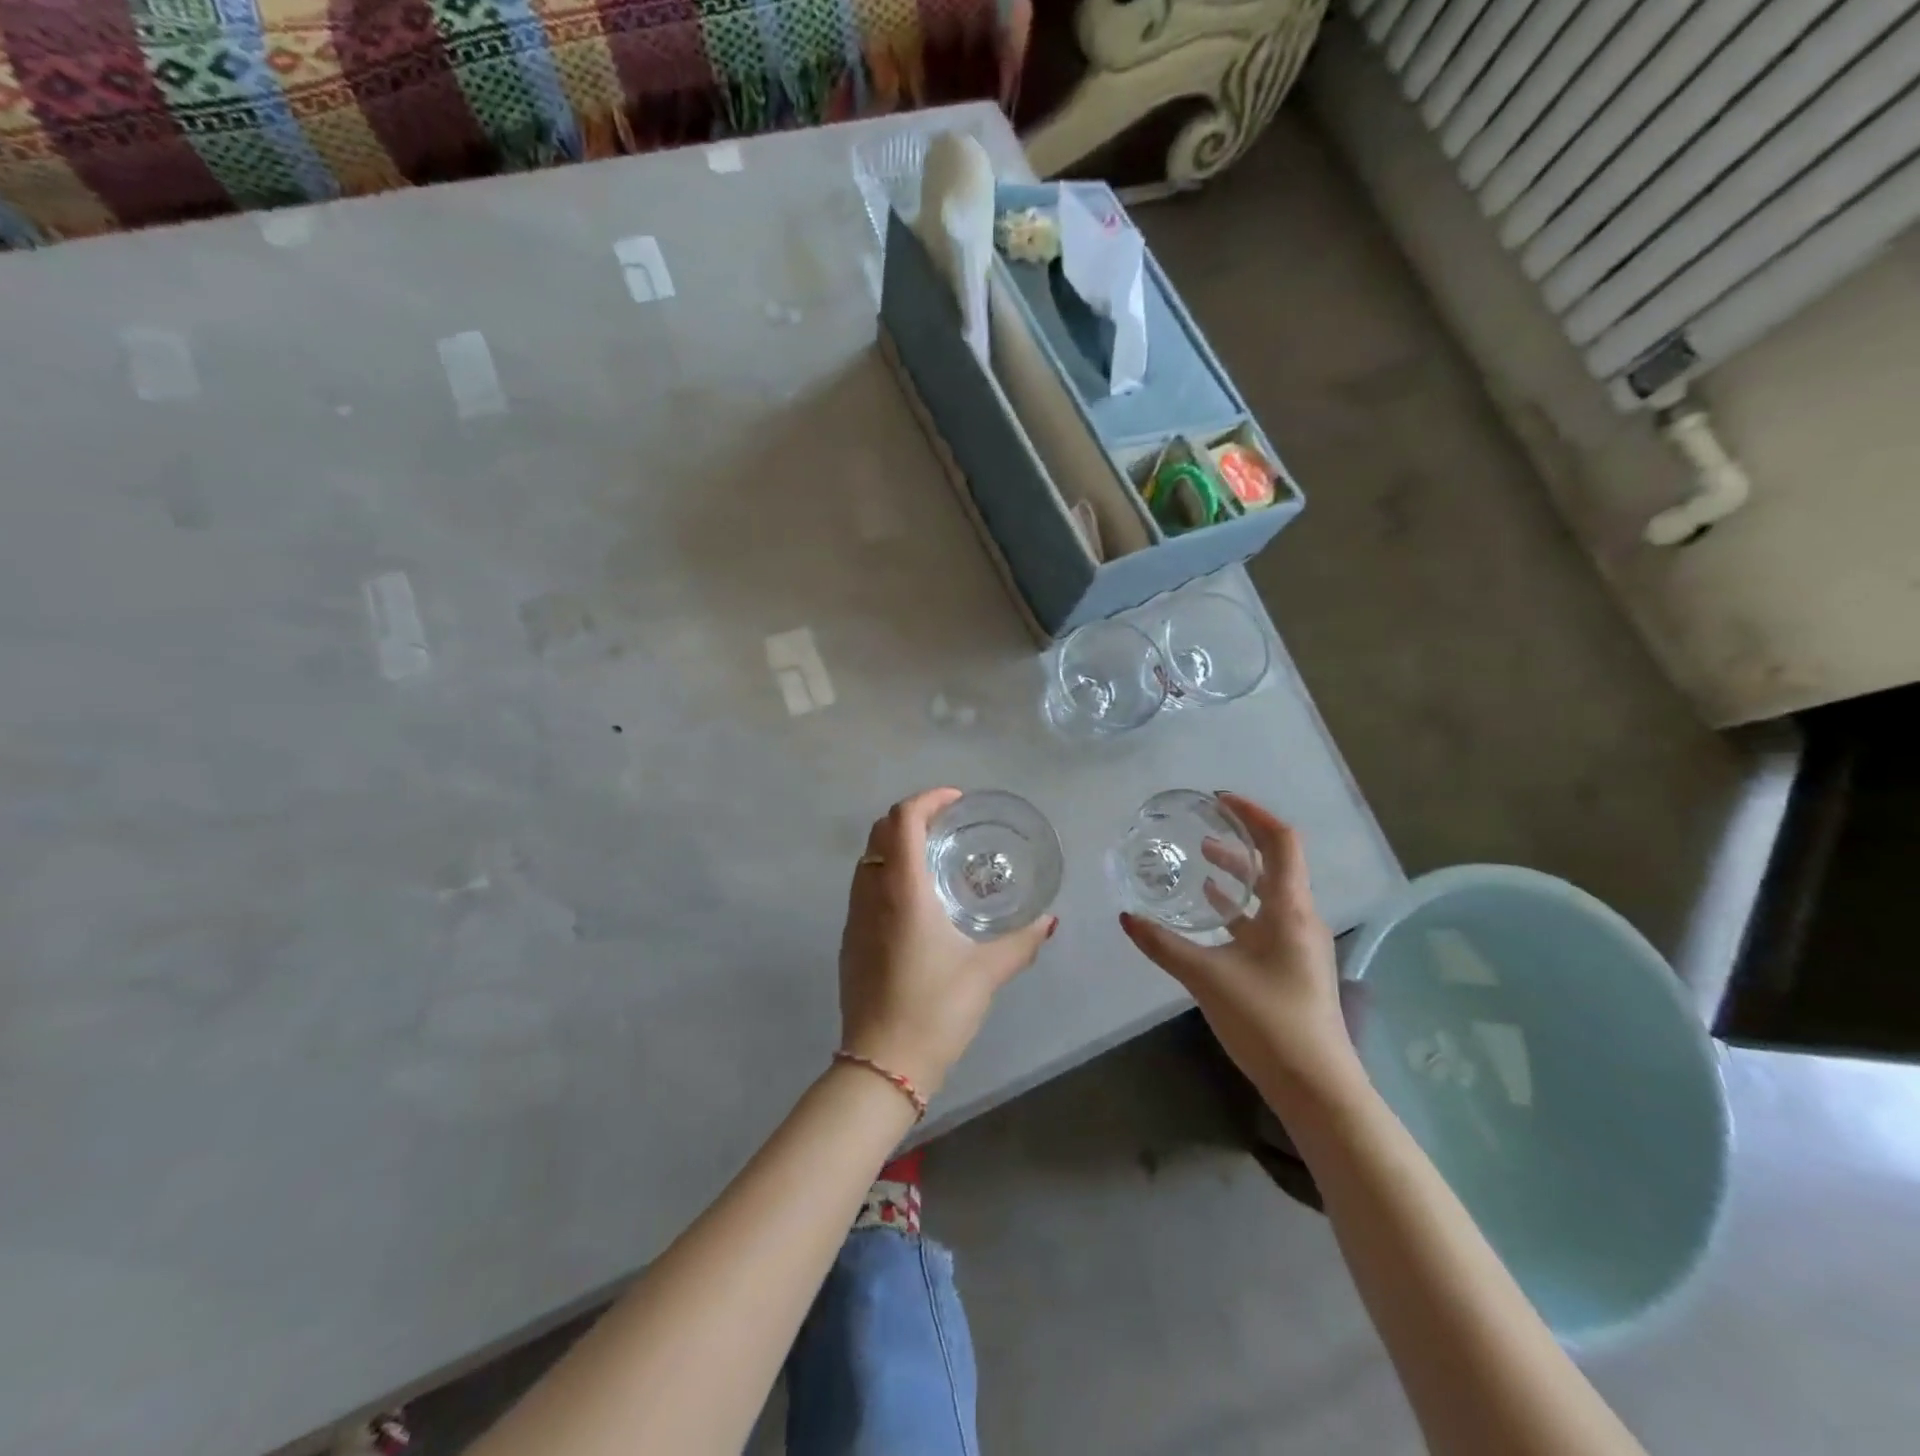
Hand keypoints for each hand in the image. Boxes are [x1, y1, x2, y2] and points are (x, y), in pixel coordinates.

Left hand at [838, 788, 1056, 1099]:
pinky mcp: (850, 939)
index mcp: (902, 890)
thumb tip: (1049, 921)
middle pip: (881, 831)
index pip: (904, 819)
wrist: (881, 1064)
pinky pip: (864, 885)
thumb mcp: (986, 973)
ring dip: (897, 843)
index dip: (928, 799)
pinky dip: (887, 871)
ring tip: (935, 857)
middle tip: (950, 825)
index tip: (957, 801)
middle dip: (913, 816)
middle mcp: (871, 893)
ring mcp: (854, 916)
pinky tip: (916, 900)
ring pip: (868, 858)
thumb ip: (1021, 942)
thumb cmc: (935, 1009)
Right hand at [1119, 793, 1358, 1100]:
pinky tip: (1211, 912)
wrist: (1317, 1088)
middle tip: (1201, 828)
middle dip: (1239, 841)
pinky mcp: (1291, 967)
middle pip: (1274, 864)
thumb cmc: (1269, 1022)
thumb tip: (1126, 917)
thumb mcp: (1207, 978)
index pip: (1281, 842)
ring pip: (1268, 894)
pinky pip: (1263, 921)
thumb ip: (1164, 945)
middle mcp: (1300, 919)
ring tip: (1200, 861)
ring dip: (1237, 874)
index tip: (1220, 800)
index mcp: (1290, 910)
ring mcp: (1298, 945)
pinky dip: (1237, 907)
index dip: (1254, 814)